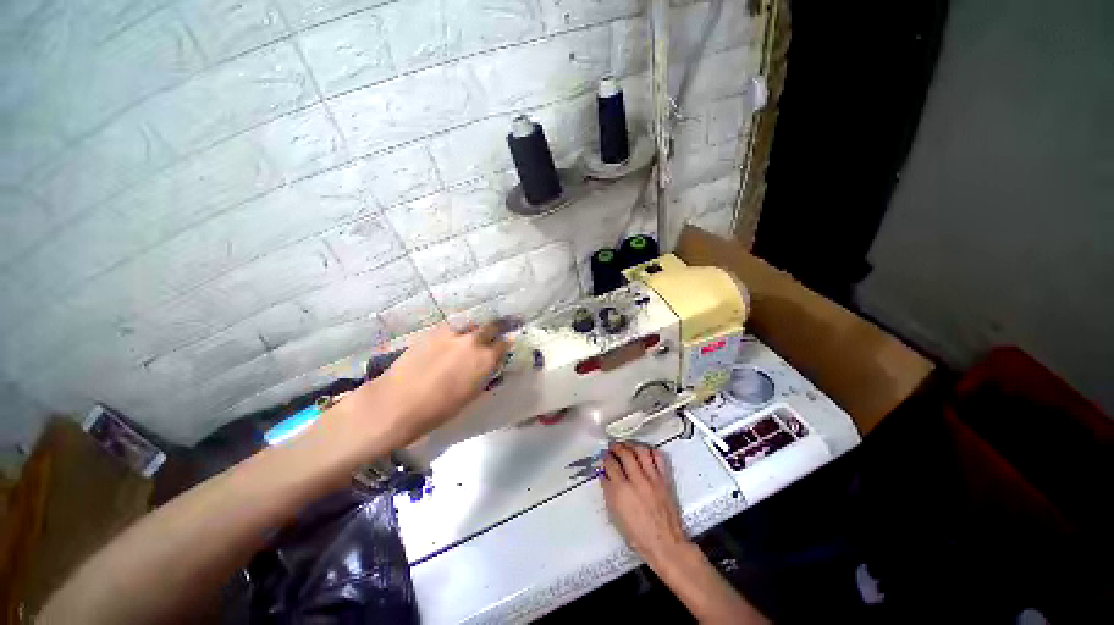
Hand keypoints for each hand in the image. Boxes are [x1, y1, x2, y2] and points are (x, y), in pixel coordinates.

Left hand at [371, 323, 507, 445]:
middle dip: (495, 329)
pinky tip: (450, 339)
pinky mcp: (434, 330)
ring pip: (471, 323)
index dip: (504, 344)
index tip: (503, 346)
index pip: (504, 343)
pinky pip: (452, 326)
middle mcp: (474, 340)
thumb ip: (485, 372)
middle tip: (493, 333)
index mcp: (486, 359)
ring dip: (474, 329)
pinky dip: (455, 331)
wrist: (399, 403)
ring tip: (469, 336)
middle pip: (492, 326)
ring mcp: (453, 333)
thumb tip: (490, 363)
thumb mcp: (472, 393)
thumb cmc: (440, 408)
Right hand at [602, 442, 691, 566]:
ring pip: (641, 451)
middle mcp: (636, 480)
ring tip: (627, 446)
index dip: (605, 458)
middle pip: (624, 453)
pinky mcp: (664, 480)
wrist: (665, 544)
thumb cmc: (637, 535)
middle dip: (616, 447)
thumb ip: (608, 491)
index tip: (604, 456)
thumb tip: (604, 474)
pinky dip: (650, 451)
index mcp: (621, 491)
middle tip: (612, 446)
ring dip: (631, 445)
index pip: (610, 465)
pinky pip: (658, 458)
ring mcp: (652, 478)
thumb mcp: (615, 514)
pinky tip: (645, 453)